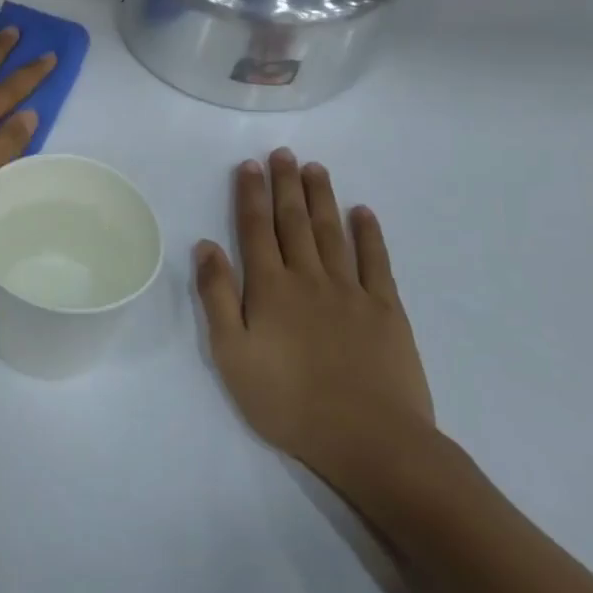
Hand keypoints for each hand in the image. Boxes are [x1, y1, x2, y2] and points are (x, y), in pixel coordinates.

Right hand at [193, 149, 435, 499]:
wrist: (368, 439)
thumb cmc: (287, 401)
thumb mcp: (231, 353)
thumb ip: (217, 296)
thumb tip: (206, 245)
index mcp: (270, 288)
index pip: (256, 229)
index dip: (251, 195)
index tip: (250, 165)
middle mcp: (309, 278)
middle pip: (295, 221)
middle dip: (286, 185)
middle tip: (284, 153)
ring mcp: (352, 291)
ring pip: (333, 233)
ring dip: (322, 198)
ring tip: (315, 168)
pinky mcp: (386, 311)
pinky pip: (376, 262)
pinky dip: (369, 234)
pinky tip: (363, 212)